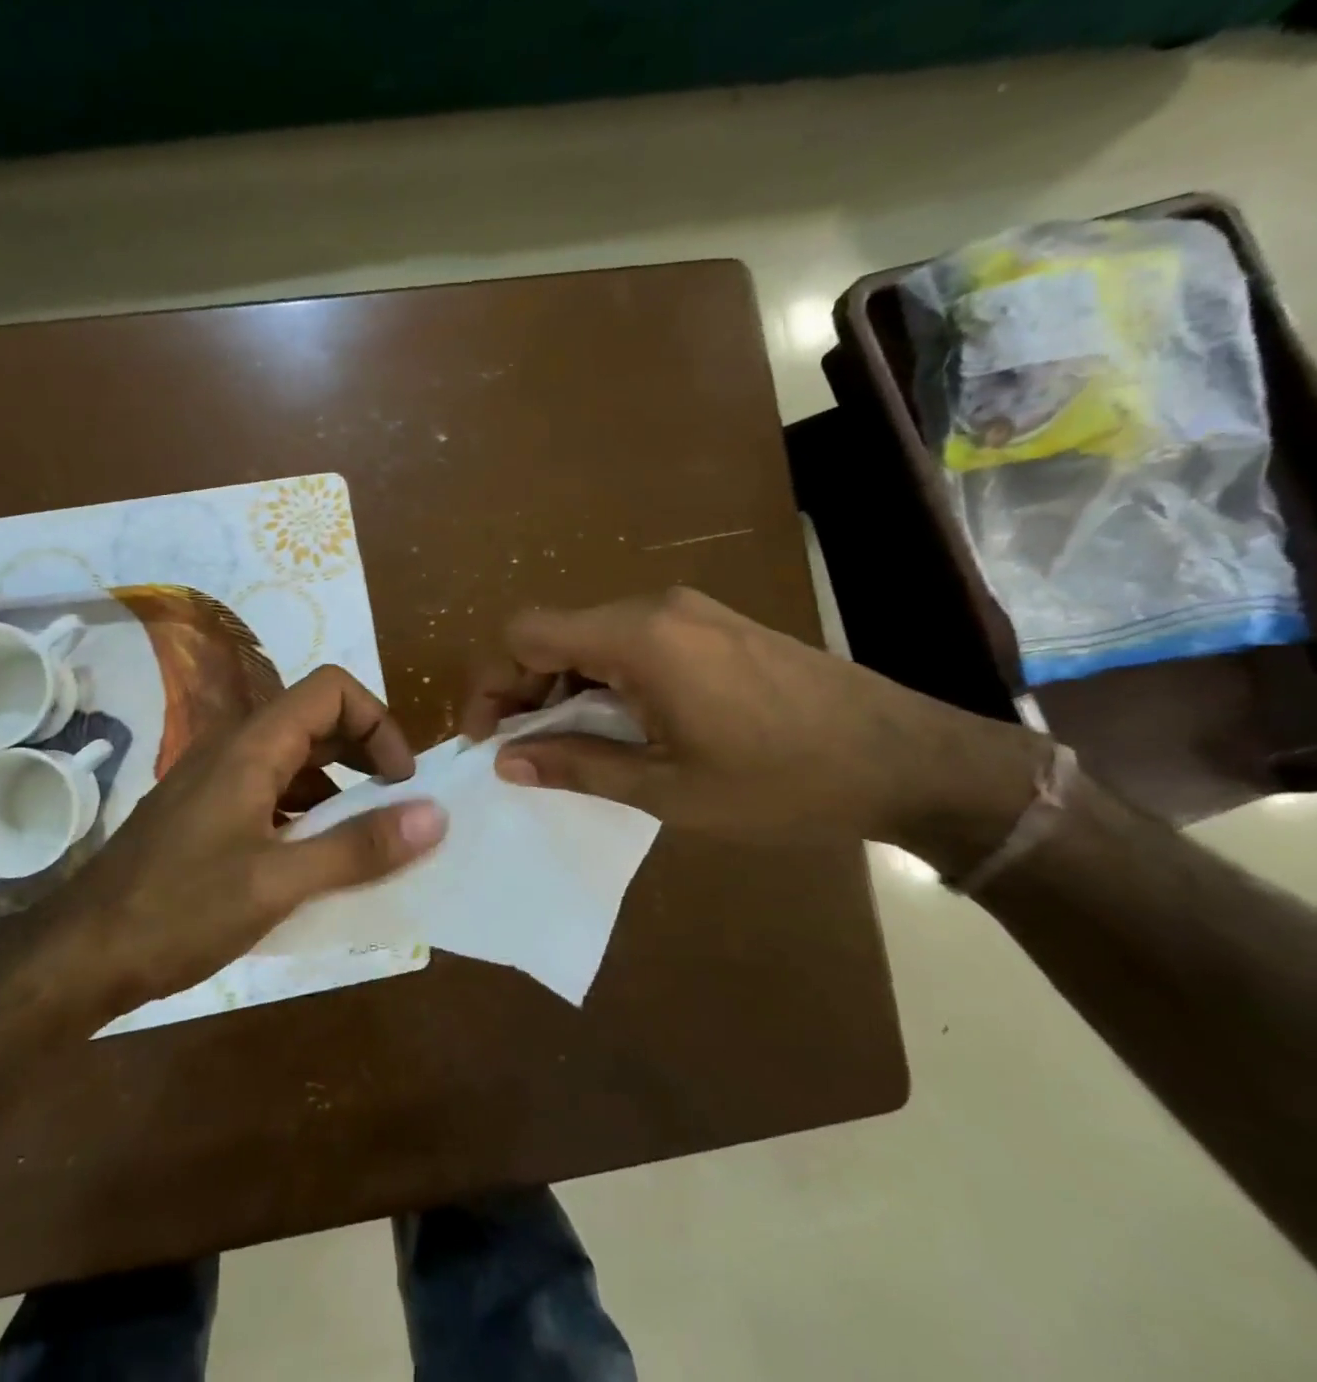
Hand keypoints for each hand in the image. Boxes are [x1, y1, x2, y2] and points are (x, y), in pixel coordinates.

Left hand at [54, 666, 447, 1013]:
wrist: (79, 955)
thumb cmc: (179, 911)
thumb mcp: (279, 883)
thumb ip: (358, 848)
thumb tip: (435, 815)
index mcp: (251, 746)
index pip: (331, 689)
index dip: (378, 722)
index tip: (401, 782)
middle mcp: (233, 748)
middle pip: (315, 719)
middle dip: (366, 754)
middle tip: (395, 809)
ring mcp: (215, 781)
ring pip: (293, 760)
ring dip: (338, 788)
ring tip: (365, 841)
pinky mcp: (205, 814)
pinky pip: (270, 793)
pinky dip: (307, 814)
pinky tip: (315, 862)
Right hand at [462, 588, 1046, 853]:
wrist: (909, 762)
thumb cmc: (781, 782)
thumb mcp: (667, 789)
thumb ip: (577, 766)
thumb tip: (506, 762)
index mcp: (636, 638)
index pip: (524, 634)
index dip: (492, 683)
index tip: (488, 738)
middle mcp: (653, 607)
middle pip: (553, 633)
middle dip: (523, 690)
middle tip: (522, 751)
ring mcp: (687, 612)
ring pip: (590, 638)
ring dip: (564, 688)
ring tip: (570, 747)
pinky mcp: (711, 625)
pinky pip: (630, 643)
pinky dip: (604, 681)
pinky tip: (621, 726)